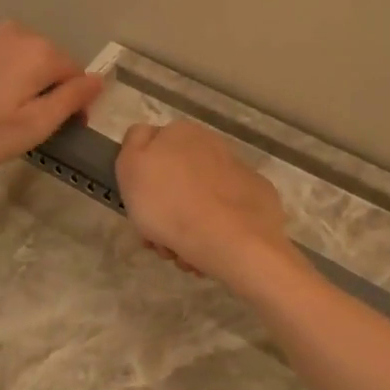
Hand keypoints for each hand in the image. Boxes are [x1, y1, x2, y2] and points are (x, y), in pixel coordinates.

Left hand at [0, 21, 103, 182]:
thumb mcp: (31, 127)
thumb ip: (70, 100)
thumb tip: (99, 79)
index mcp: (40, 52)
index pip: (77, 75)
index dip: (74, 106)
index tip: (59, 132)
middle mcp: (18, 31)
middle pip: (51, 63)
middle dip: (48, 91)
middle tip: (26, 128)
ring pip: (24, 59)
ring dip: (24, 84)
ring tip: (2, 116)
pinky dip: (0, 76)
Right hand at [116, 120, 296, 289]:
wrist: (234, 240)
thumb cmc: (171, 205)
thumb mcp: (131, 166)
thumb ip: (134, 144)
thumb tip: (146, 138)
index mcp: (182, 133)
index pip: (152, 153)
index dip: (140, 184)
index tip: (139, 212)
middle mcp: (213, 145)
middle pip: (177, 184)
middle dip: (165, 214)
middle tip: (160, 242)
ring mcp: (239, 173)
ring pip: (199, 203)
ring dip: (186, 230)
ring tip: (184, 256)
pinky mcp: (258, 199)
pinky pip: (225, 216)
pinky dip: (214, 232)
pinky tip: (209, 253)